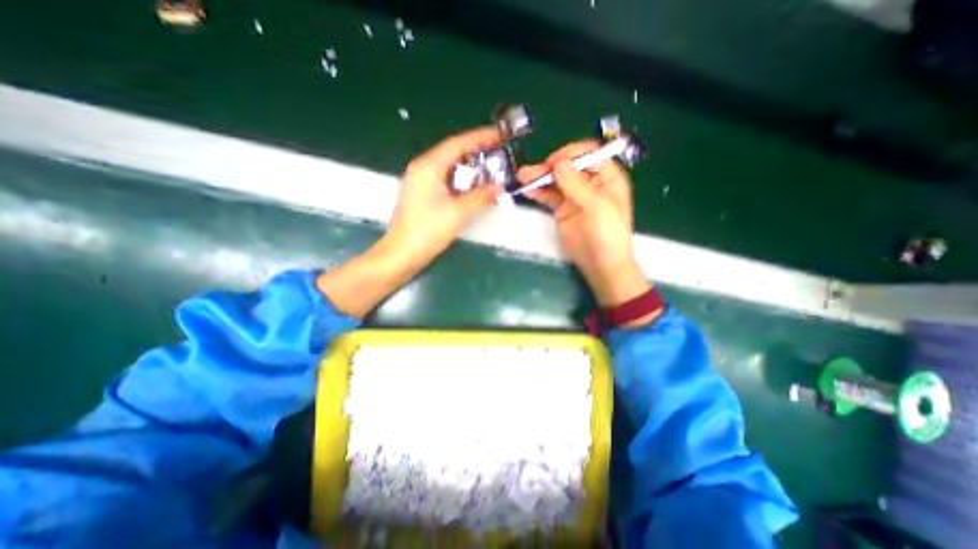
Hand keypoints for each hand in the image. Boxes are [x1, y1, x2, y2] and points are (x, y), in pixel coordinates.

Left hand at [381, 124, 504, 269]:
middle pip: (452, 153)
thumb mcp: (458, 213)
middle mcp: (422, 169)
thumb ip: (481, 197)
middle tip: (498, 154)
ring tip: (489, 170)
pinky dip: (460, 181)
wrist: (402, 253)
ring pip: (448, 167)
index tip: (499, 134)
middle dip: (476, 152)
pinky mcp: (421, 195)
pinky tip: (472, 188)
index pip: (457, 144)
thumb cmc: (427, 231)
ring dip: (469, 168)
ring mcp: (420, 182)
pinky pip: (445, 180)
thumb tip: (498, 188)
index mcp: (428, 167)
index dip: (480, 137)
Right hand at [518, 139, 648, 306]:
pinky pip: (549, 196)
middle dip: (550, 167)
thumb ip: (577, 185)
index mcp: (607, 177)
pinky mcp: (562, 209)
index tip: (554, 163)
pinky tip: (527, 190)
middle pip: (568, 166)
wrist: (600, 264)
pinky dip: (538, 192)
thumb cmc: (607, 234)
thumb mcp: (597, 207)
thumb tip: (559, 163)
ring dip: (540, 178)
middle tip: (531, 172)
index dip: (571, 154)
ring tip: (522, 177)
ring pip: (555, 180)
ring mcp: (574, 196)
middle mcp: (590, 183)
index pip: (589, 154)